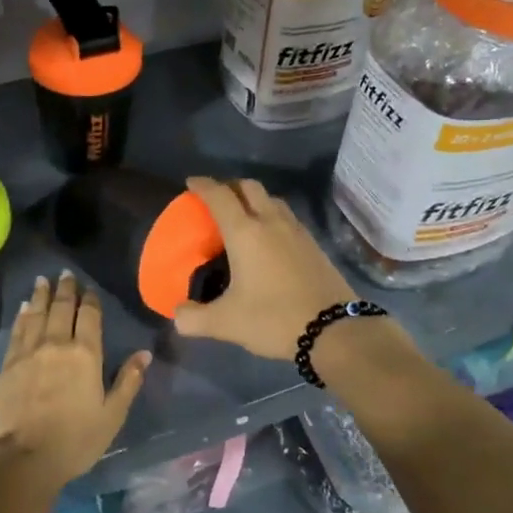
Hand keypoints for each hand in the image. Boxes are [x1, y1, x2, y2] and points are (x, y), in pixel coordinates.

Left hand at [0, 272, 149, 488]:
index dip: (89, 300)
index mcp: (85, 354)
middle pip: (61, 308)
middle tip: (65, 274)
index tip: (89, 288)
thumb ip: (128, 381)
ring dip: (40, 295)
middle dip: (65, 289)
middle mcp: (56, 344)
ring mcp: (29, 352)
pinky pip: (17, 331)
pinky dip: (22, 316)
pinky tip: (23, 308)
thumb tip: (145, 354)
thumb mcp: (112, 415)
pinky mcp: (8, 364)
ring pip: (36, 314)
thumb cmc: (75, 440)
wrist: (23, 458)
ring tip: (42, 280)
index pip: (89, 316)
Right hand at [172, 177, 356, 360]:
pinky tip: (270, 239)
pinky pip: (288, 217)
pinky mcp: (314, 245)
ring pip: (272, 200)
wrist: (335, 330)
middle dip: (230, 186)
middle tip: (216, 199)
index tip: (191, 182)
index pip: (219, 196)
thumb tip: (178, 315)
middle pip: (249, 187)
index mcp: (245, 233)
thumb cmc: (274, 319)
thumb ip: (194, 318)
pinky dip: (273, 216)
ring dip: (254, 200)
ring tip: (243, 216)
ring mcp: (297, 231)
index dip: (203, 185)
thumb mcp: (226, 323)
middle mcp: (271, 222)